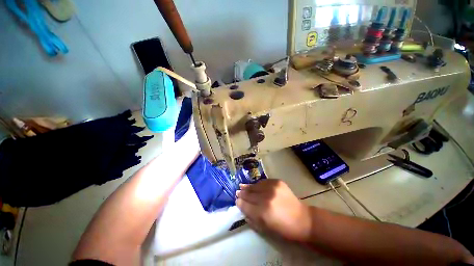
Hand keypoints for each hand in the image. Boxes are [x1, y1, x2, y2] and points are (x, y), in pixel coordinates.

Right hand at [236, 179, 311, 241]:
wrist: (302, 219)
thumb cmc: (283, 228)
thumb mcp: (265, 228)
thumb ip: (251, 216)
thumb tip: (242, 206)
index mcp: (263, 212)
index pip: (245, 205)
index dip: (240, 202)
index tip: (236, 200)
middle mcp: (266, 198)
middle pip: (249, 194)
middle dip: (242, 193)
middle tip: (237, 191)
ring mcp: (272, 188)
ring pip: (255, 186)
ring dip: (248, 187)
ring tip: (242, 186)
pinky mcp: (277, 182)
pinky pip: (263, 182)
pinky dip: (258, 184)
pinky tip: (254, 185)